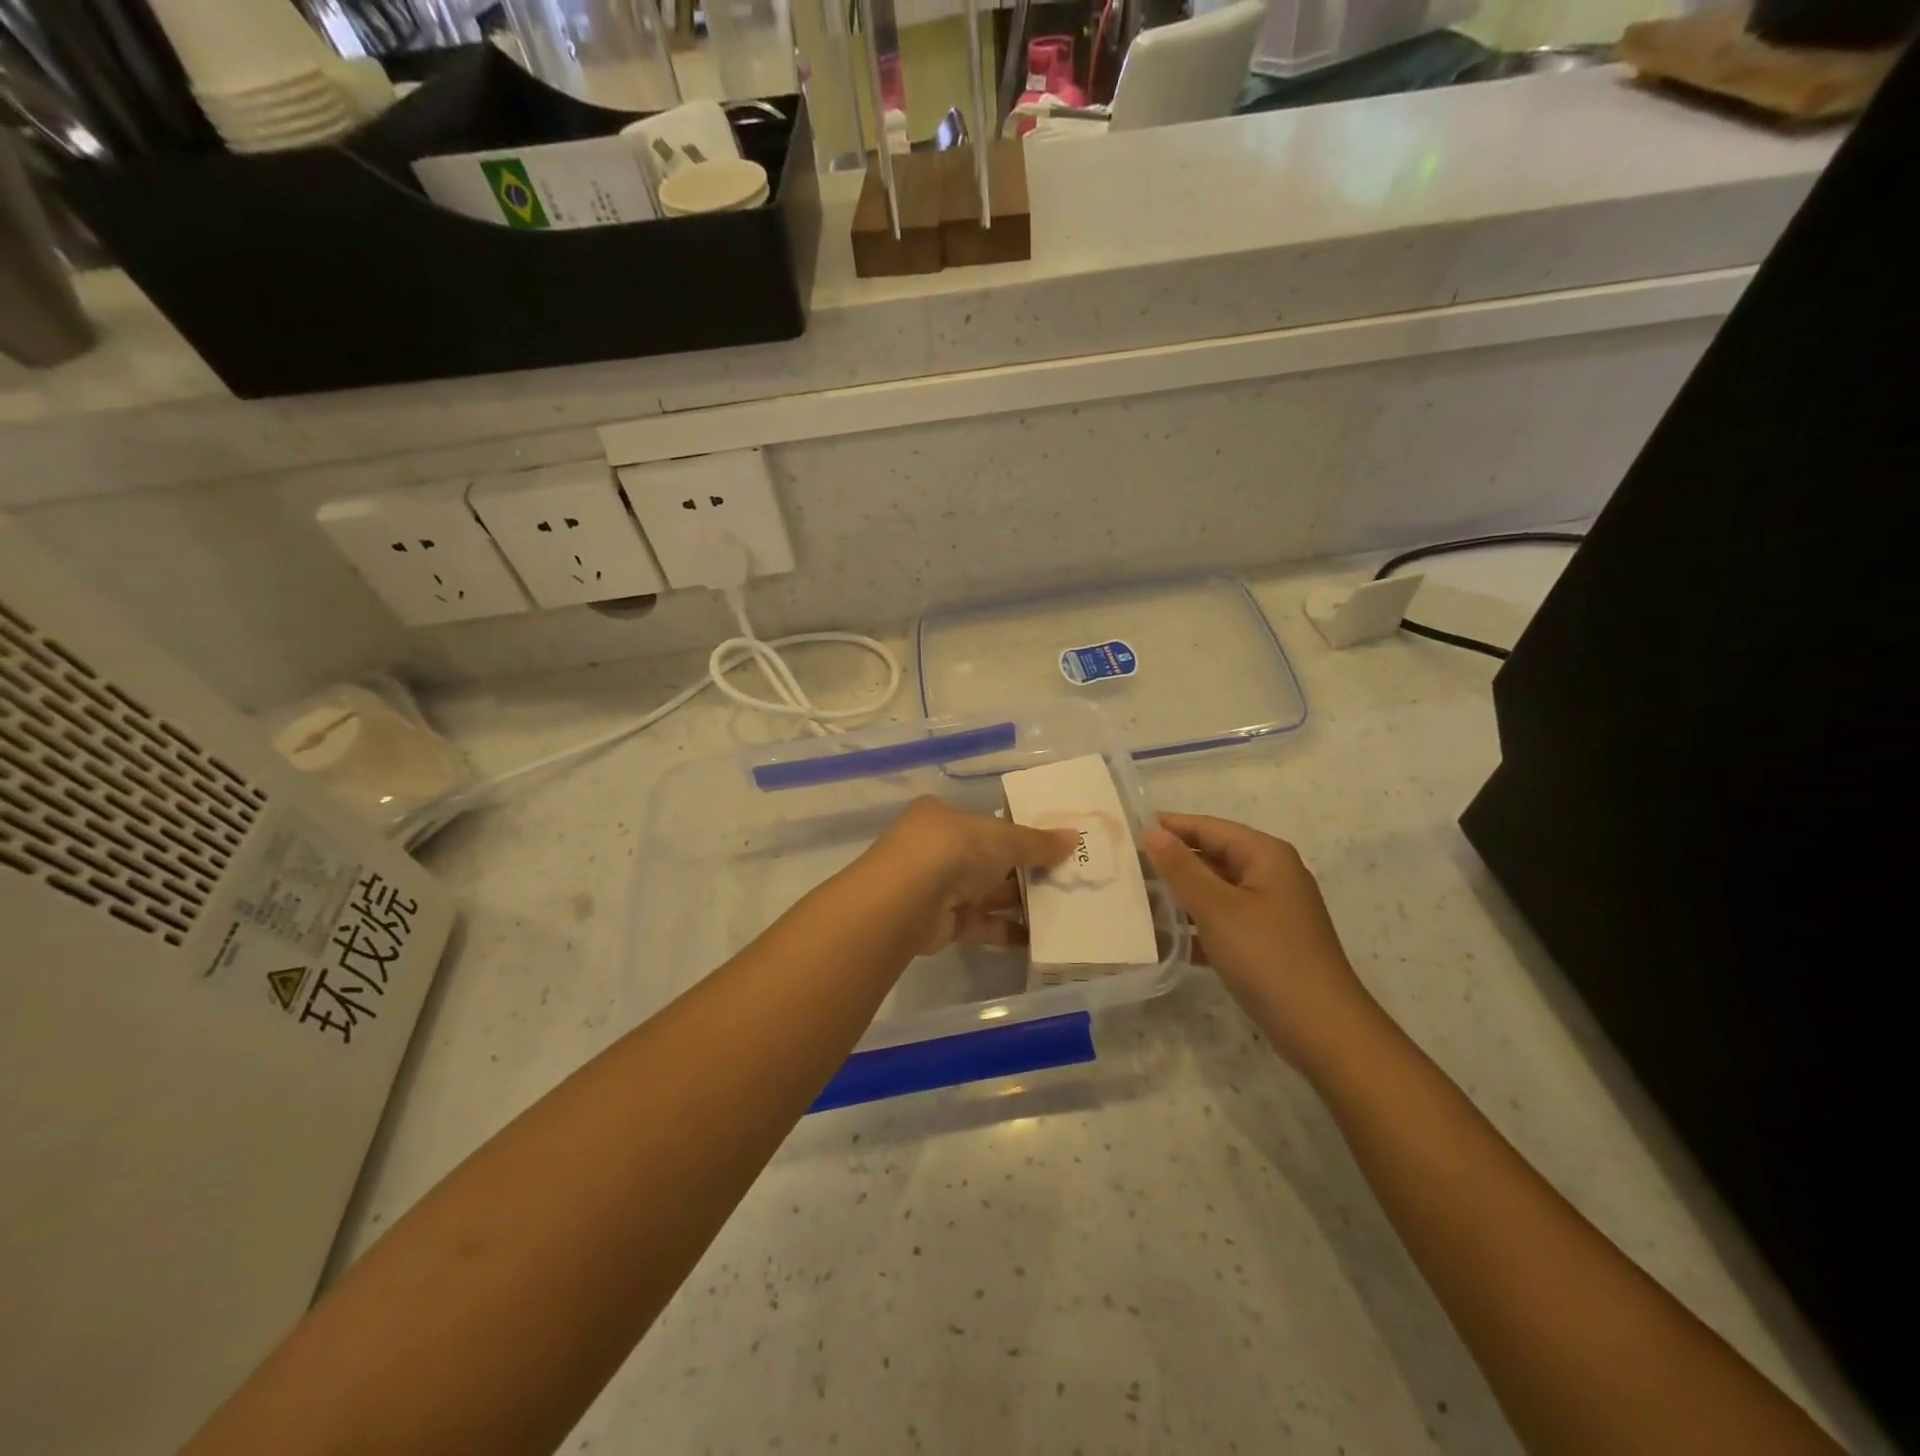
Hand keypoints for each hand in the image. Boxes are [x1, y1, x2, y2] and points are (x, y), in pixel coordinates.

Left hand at [864, 798, 1077, 954]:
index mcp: (944, 817)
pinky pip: (982, 924)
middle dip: (1023, 870)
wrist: (907, 900)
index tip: (1050, 844)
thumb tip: (1074, 837)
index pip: (985, 823)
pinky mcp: (942, 923)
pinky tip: (1040, 937)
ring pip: (986, 893)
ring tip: (1062, 907)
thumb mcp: (1003, 838)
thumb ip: (1038, 843)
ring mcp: (937, 887)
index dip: (1017, 833)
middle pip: (988, 859)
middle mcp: (937, 849)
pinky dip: (1007, 930)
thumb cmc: (955, 849)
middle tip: (1065, 877)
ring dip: (1019, 901)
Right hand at [1143, 813, 1380, 1073]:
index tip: (1126, 829)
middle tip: (1124, 867)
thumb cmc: (1268, 957)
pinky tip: (1162, 940)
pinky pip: (1222, 923)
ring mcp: (1270, 911)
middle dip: (1171, 863)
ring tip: (1134, 901)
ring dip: (1179, 897)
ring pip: (1215, 892)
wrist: (1323, 1030)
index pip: (1209, 827)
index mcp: (1265, 856)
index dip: (1170, 826)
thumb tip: (1152, 832)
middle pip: (1212, 857)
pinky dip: (1194, 927)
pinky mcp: (1265, 943)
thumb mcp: (1217, 908)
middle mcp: (1270, 875)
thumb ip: (1182, 868)